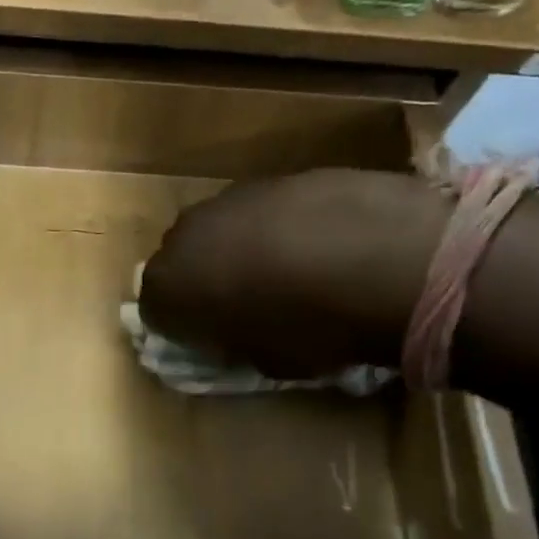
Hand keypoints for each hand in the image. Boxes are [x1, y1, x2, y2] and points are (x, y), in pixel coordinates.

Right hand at [139, 169, 447, 377]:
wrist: (383, 258)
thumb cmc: (312, 328)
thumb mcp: (266, 362)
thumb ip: (234, 344)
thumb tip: (233, 334)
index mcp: (171, 285)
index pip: (155, 311)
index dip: (183, 329)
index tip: (212, 340)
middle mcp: (186, 233)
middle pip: (181, 261)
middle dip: (203, 281)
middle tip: (242, 304)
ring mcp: (231, 198)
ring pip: (219, 230)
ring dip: (237, 250)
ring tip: (285, 272)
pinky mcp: (275, 176)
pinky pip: (259, 210)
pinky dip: (275, 228)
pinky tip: (316, 244)